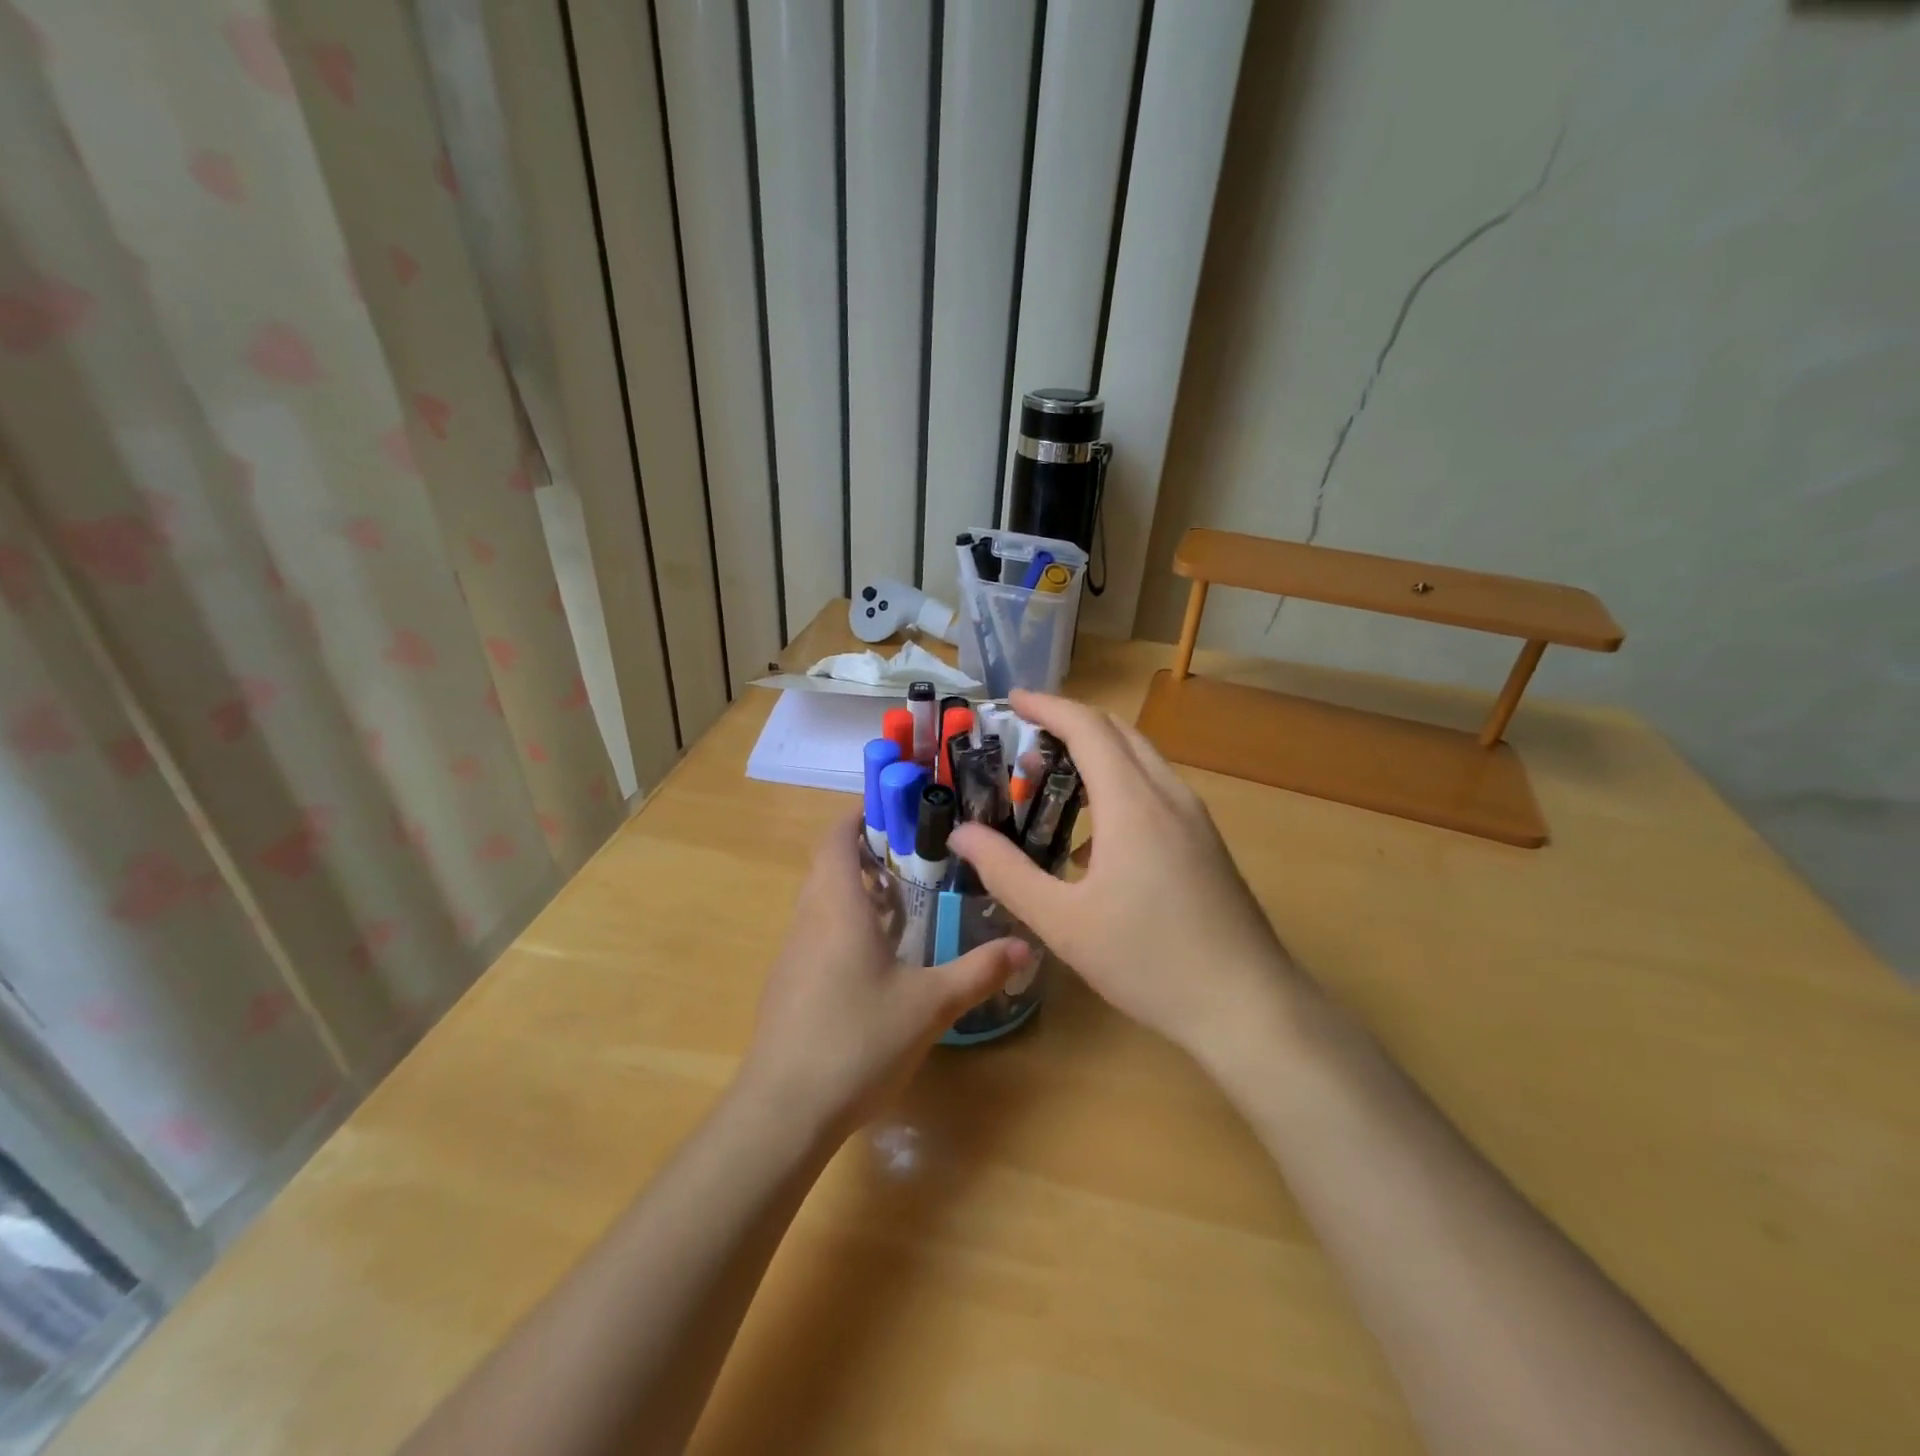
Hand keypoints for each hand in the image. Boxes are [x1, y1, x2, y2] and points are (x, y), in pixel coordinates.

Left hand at [739, 814, 1029, 1137]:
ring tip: (904, 903)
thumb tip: (1026, 946)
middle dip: (866, 854)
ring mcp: (791, 955)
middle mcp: (808, 921)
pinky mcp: (787, 987)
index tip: (895, 809)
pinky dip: (844, 927)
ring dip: (856, 893)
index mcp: (837, 907)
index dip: (857, 815)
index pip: (835, 838)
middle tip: (916, 856)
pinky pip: (816, 936)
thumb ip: (978, 972)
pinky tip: (877, 961)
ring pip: (821, 903)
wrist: (782, 1113)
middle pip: (828, 867)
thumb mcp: (930, 1005)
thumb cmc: (857, 1041)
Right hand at [950, 691, 1300, 1067]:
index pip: (1087, 726)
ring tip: (1054, 780)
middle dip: (1070, 723)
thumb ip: (1006, 872)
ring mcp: (1195, 819)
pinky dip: (1119, 785)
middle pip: (1118, 733)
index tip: (1012, 699)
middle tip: (1024, 738)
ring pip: (1141, 760)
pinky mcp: (1206, 843)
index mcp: (1132, 802)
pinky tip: (1095, 839)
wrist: (1249, 1007)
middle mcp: (1168, 795)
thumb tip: (961, 834)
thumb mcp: (1062, 922)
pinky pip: (1156, 791)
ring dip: (1097, 754)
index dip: (1048, 706)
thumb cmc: (1149, 961)